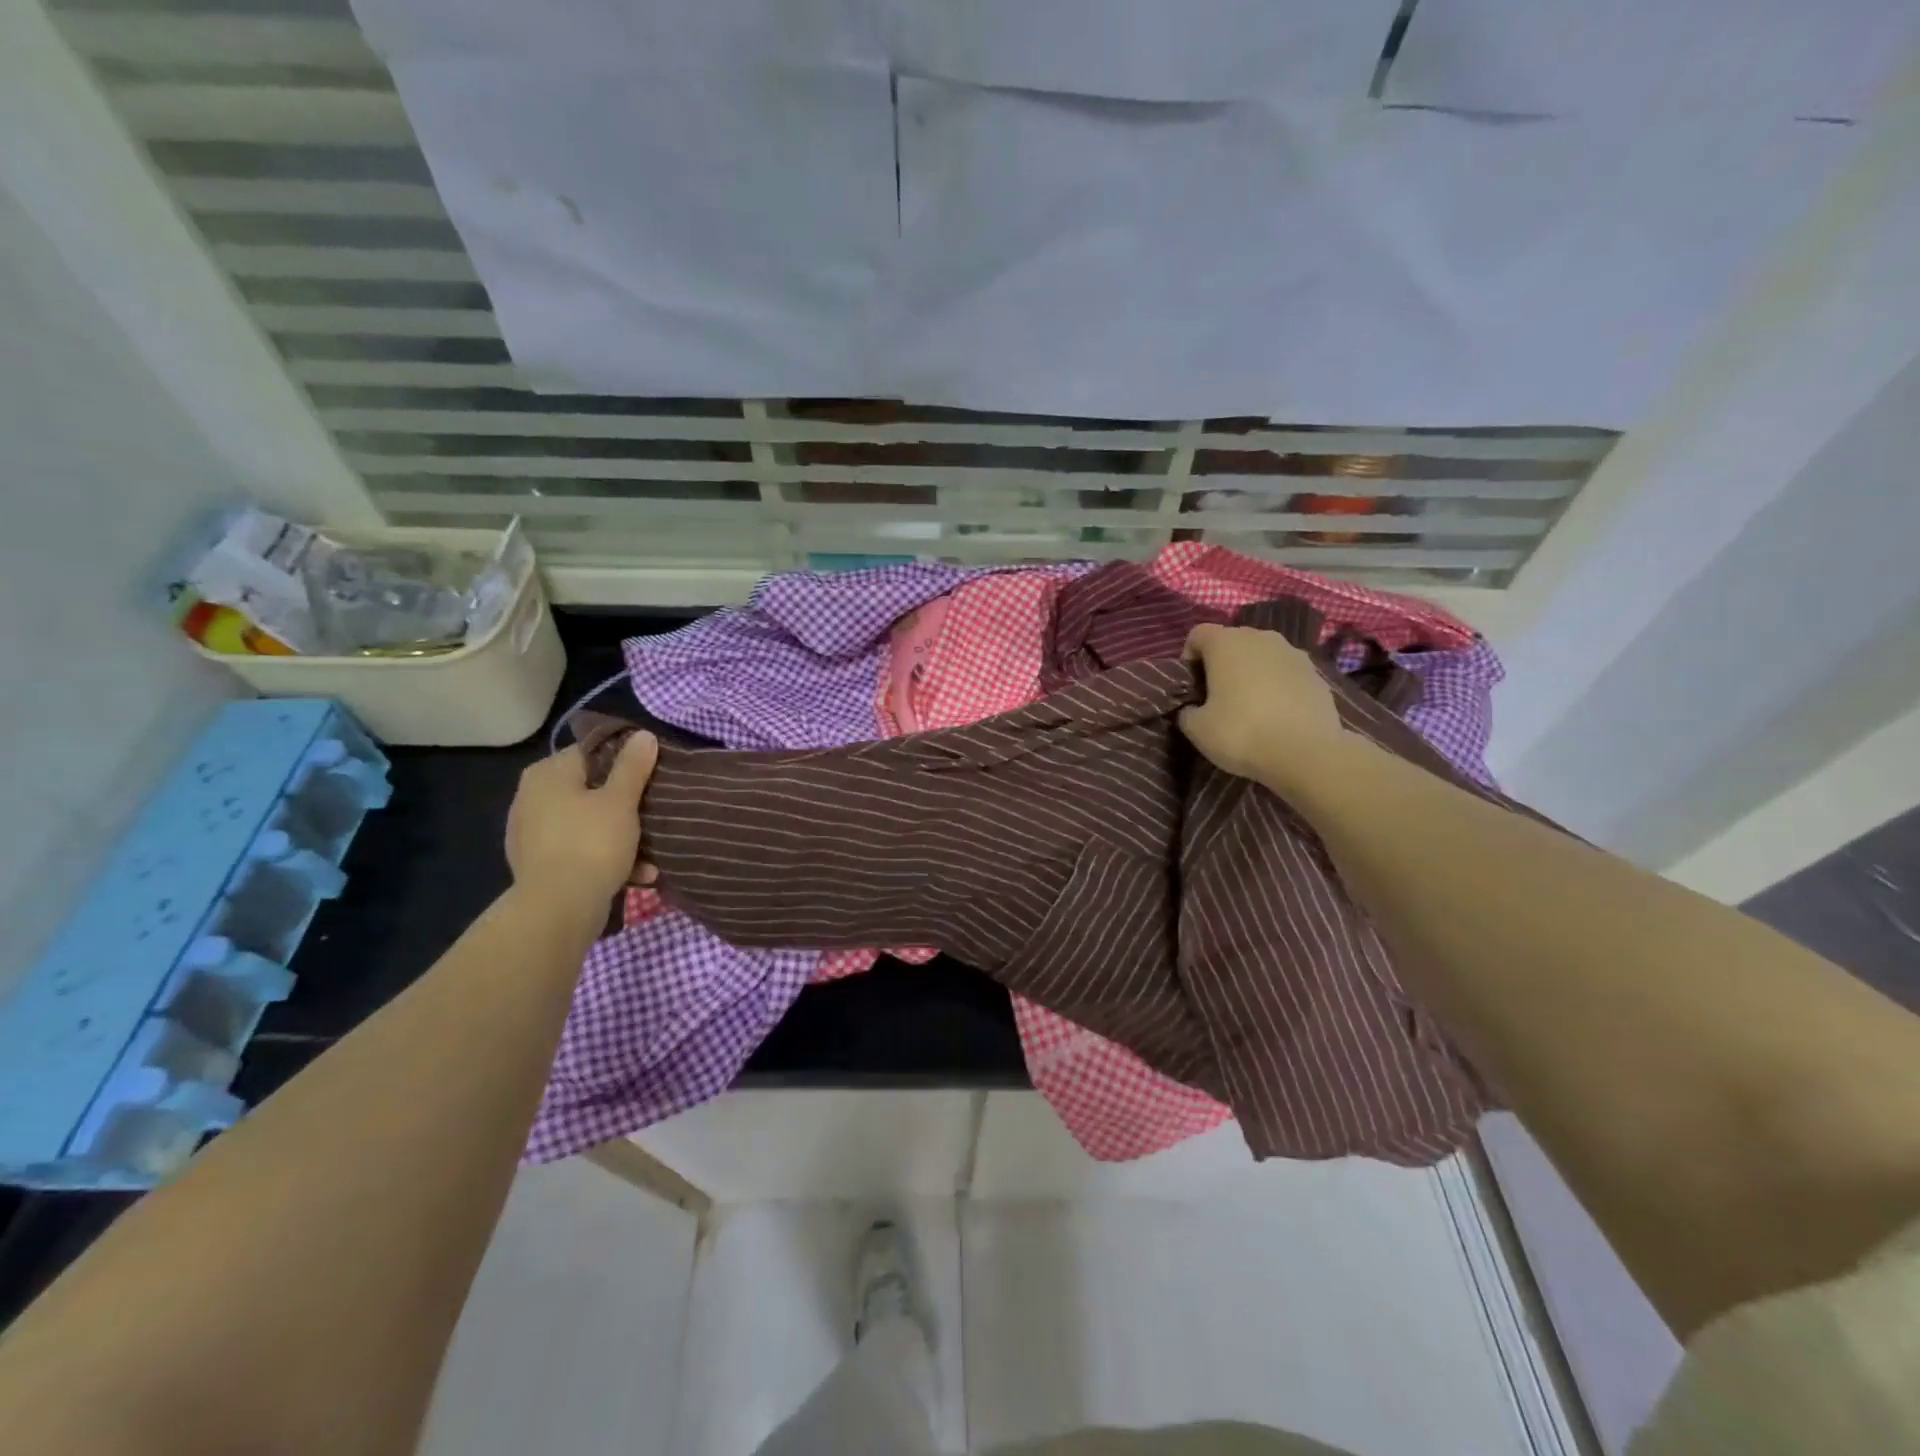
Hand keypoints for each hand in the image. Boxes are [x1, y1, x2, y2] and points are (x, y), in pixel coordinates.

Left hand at [505, 734, 658, 908]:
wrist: (558, 909)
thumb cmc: (591, 843)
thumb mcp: (621, 800)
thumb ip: (633, 766)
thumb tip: (643, 735)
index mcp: (547, 774)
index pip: (591, 752)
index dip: (625, 759)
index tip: (652, 773)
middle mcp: (532, 798)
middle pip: (591, 789)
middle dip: (625, 803)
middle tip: (655, 810)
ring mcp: (533, 834)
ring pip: (588, 824)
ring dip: (621, 835)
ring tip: (652, 851)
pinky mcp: (540, 865)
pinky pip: (581, 851)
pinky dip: (607, 858)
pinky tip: (638, 873)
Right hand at [1178, 624, 1344, 789]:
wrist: (1307, 754)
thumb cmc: (1242, 733)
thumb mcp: (1197, 730)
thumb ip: (1187, 712)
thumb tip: (1192, 709)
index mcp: (1226, 644)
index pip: (1198, 633)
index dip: (1189, 657)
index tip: (1192, 685)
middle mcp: (1260, 638)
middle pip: (1232, 641)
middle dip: (1222, 663)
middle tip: (1217, 696)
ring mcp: (1293, 653)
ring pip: (1262, 655)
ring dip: (1252, 672)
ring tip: (1250, 705)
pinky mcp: (1316, 673)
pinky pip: (1286, 672)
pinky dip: (1277, 685)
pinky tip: (1277, 714)